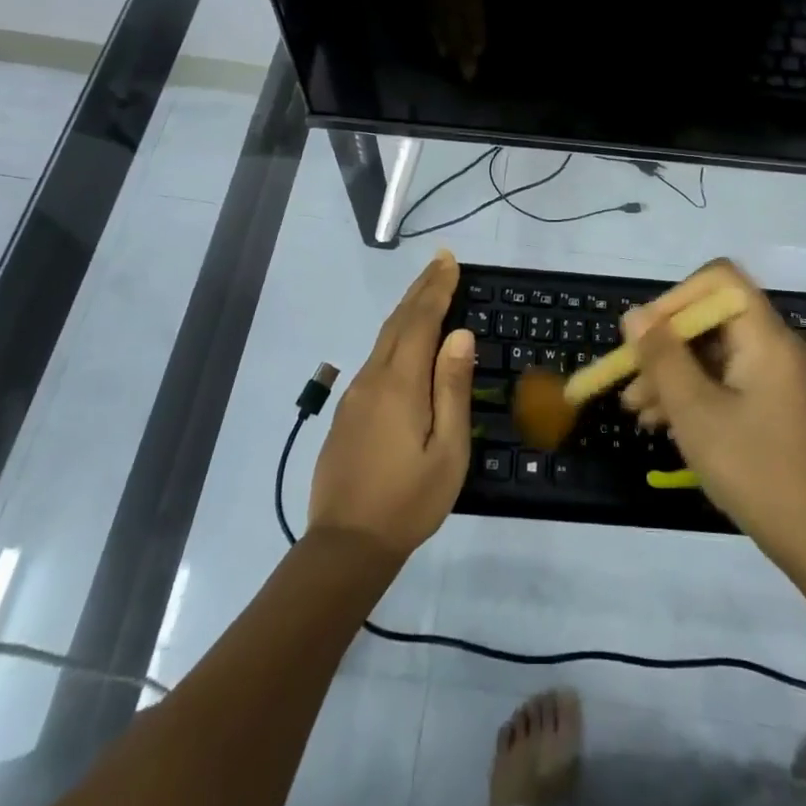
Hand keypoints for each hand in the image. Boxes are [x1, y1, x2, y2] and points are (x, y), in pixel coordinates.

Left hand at [309, 251, 475, 558]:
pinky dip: (395, 333)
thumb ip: (452, 389)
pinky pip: (376, 357)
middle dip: (421, 288)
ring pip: (384, 337)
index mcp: (400, 384)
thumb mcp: (447, 451)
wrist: (345, 545)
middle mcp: (373, 378)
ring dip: (407, 308)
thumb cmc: (408, 501)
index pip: (420, 320)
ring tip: (427, 289)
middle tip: (441, 261)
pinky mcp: (348, 410)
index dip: (436, 288)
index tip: (449, 260)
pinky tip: (404, 338)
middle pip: (399, 321)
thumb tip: (460, 335)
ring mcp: (355, 393)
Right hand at [620, 261, 805, 569]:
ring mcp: (775, 377)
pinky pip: (725, 380)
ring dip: (672, 373)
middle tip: (629, 377)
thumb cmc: (754, 468)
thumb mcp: (695, 411)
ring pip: (713, 353)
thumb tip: (634, 314)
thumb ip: (663, 357)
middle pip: (711, 318)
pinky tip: (661, 422)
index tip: (646, 335)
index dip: (677, 297)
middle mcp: (774, 347)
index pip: (719, 280)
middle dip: (665, 343)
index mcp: (765, 337)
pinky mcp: (772, 404)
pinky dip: (693, 392)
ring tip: (634, 410)